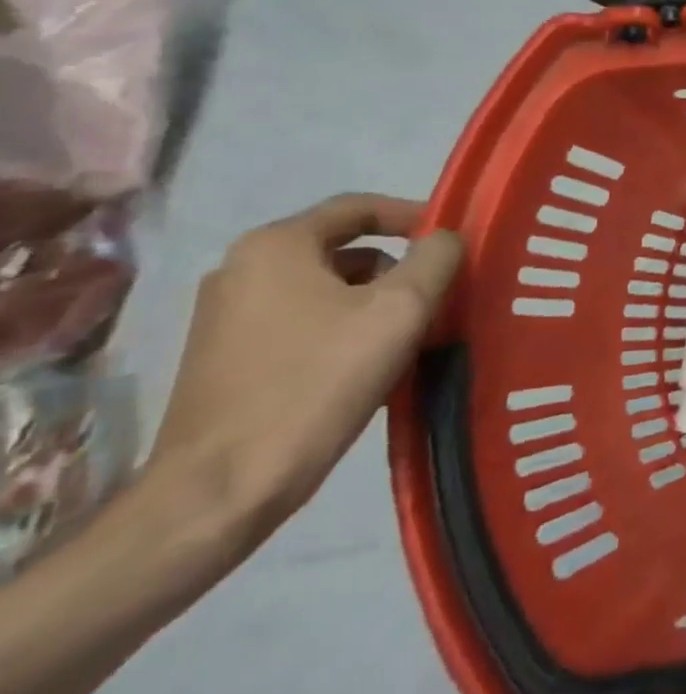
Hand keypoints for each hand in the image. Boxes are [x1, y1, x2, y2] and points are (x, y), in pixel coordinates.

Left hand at [149, 195, 461, 559]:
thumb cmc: (318, 382)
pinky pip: (304, 322)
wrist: (223, 487)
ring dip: (375, 303)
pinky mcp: (226, 358)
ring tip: (412, 337)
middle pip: (345, 250)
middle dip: (399, 269)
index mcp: (275, 246)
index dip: (415, 216)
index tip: (455, 241)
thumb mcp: (401, 309)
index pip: (359, 207)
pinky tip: (371, 366)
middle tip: (441, 297)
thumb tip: (446, 239)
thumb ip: (436, 258)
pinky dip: (345, 330)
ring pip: (327, 289)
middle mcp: (241, 270)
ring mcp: (226, 317)